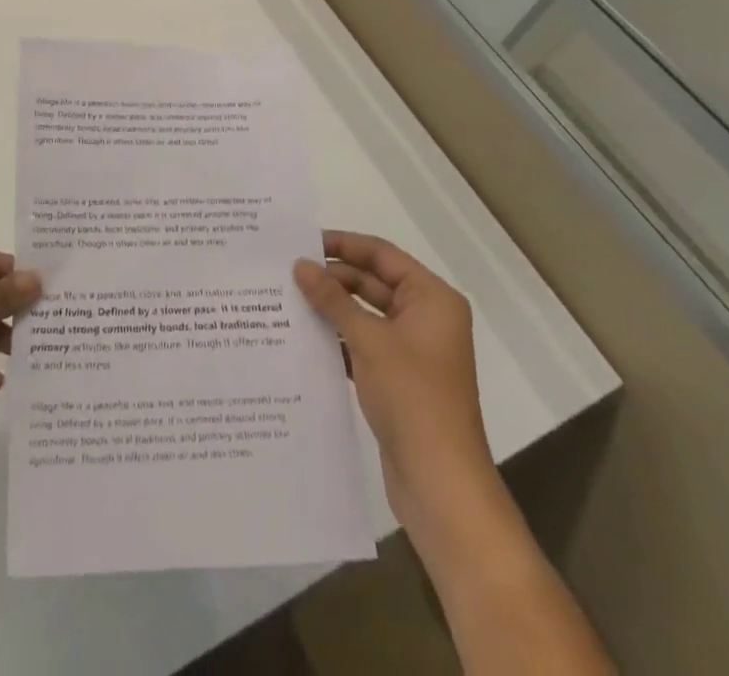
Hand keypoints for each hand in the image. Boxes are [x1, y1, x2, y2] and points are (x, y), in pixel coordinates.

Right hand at [294, 231, 496, 540]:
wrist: (441, 485)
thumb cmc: (413, 398)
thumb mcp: (369, 340)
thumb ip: (333, 299)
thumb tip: (300, 265)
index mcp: (432, 299)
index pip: (382, 255)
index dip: (343, 245)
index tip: (302, 242)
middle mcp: (426, 318)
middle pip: (372, 283)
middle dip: (332, 278)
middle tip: (286, 272)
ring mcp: (412, 351)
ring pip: (364, 315)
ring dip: (331, 309)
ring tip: (286, 299)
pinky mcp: (398, 379)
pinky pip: (362, 344)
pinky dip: (337, 339)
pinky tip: (302, 338)